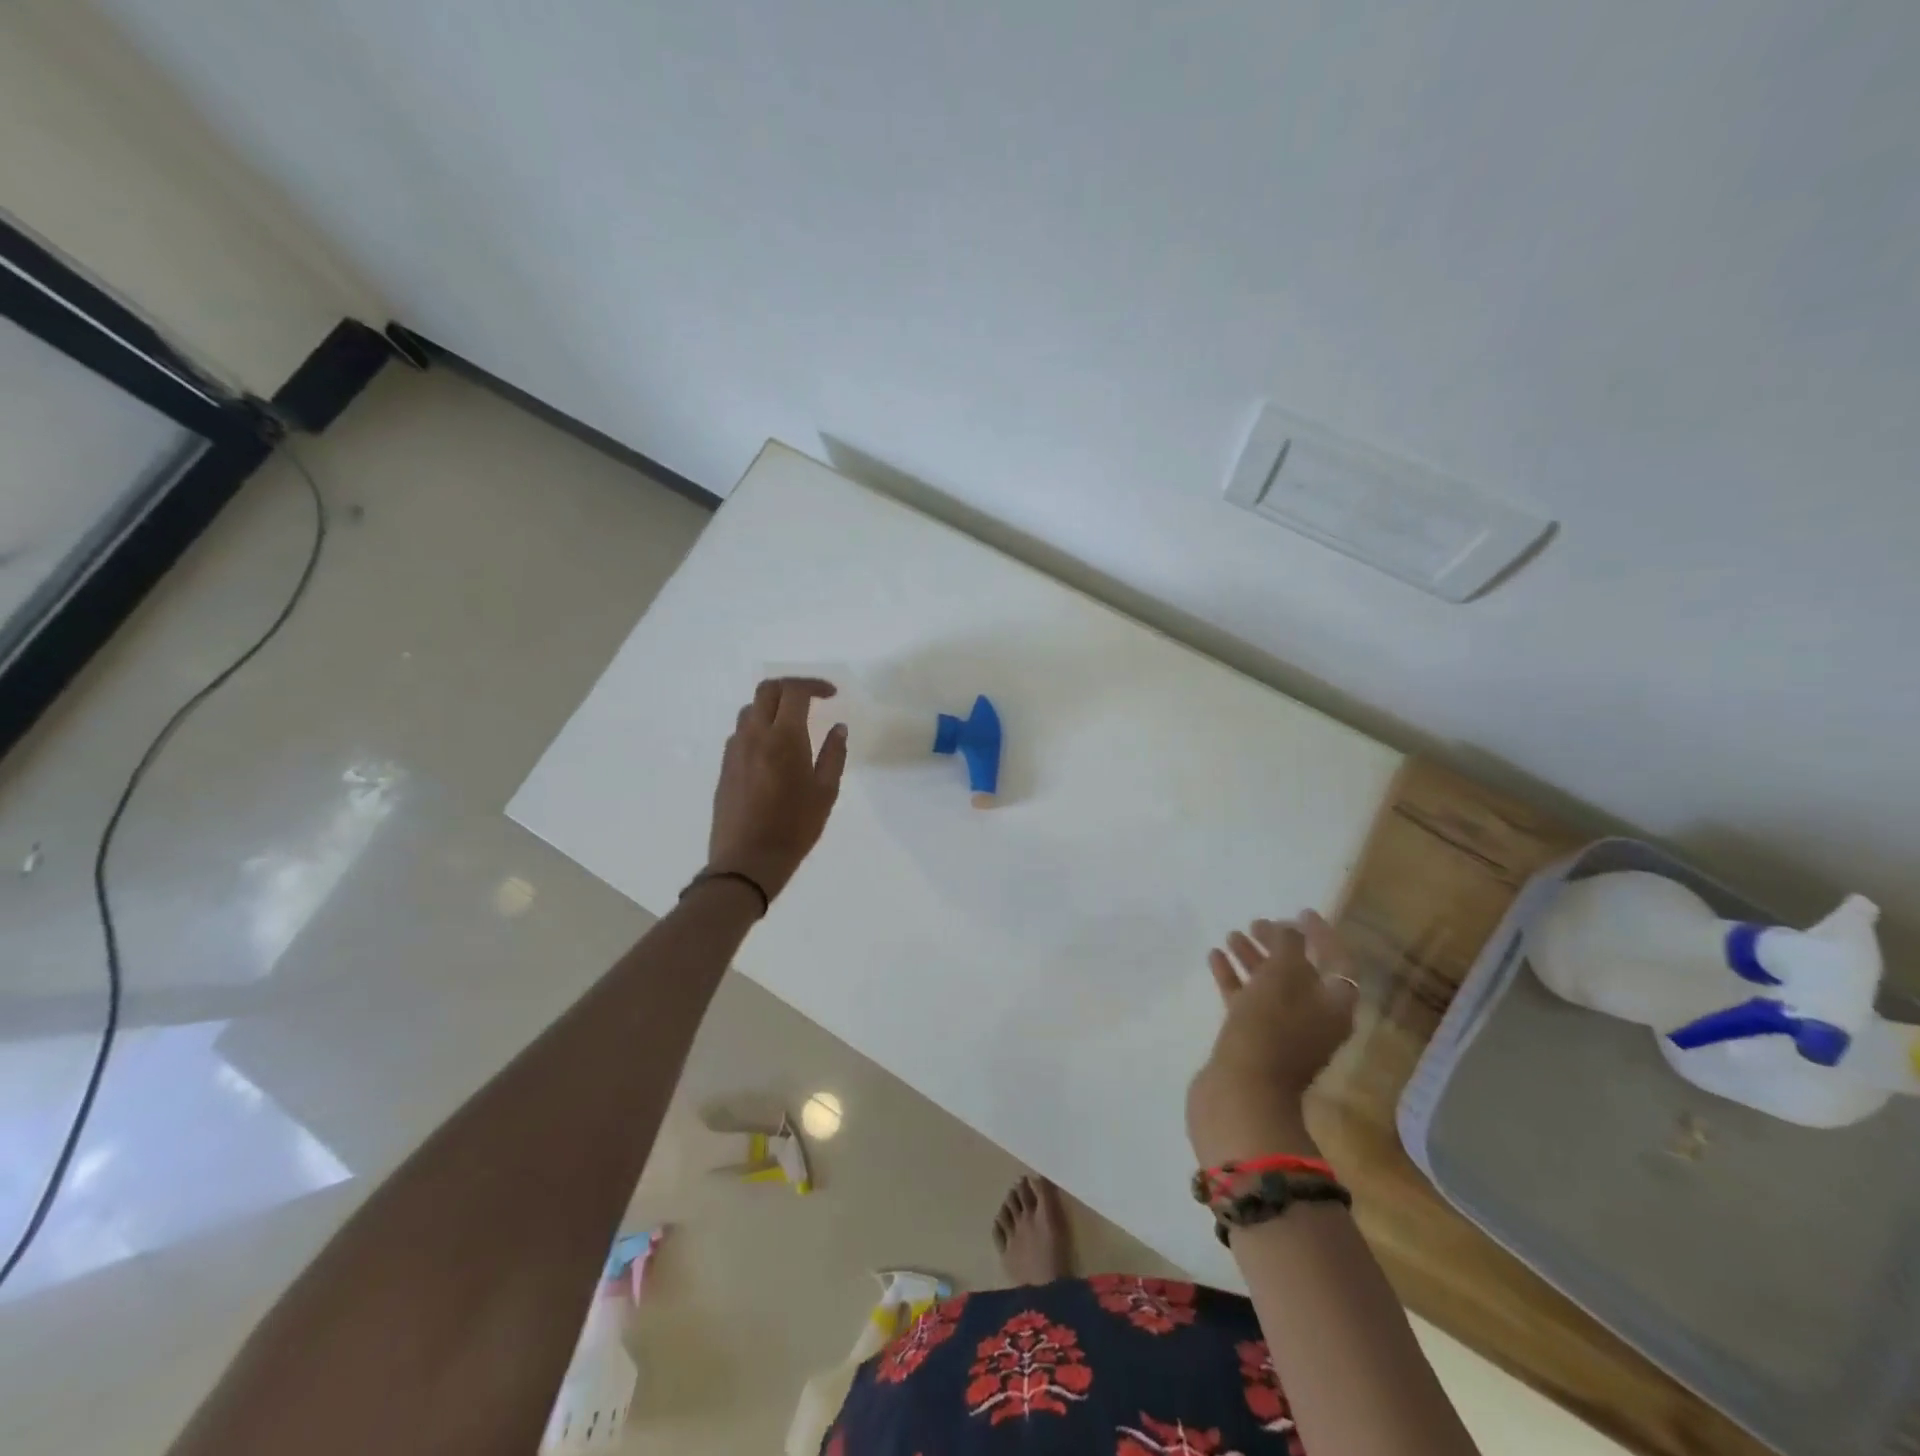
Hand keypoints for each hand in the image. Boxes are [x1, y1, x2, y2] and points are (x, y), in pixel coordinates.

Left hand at [707, 678, 847, 899]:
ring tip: (793, 724)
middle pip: (767, 690)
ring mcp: (735, 750)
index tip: (832, 695)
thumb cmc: (794, 827)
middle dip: (791, 687)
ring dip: (773, 707)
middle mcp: (755, 735)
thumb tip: (838, 728)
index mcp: (784, 738)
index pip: (794, 691)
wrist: (747, 860)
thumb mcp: (826, 792)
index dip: (814, 685)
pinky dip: (759, 727)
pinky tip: (774, 749)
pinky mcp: (725, 766)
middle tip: (812, 699)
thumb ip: (834, 754)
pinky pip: (741, 732)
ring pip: (751, 710)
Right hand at [1187, 911, 1359, 1164]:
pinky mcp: (1252, 1040)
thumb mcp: (1282, 977)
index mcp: (1333, 1006)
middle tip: (1256, 922)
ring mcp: (1281, 1032)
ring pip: (1270, 986)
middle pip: (1301, 972)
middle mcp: (1314, 1019)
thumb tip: (1289, 930)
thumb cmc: (1269, 1029)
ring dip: (1253, 958)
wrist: (1240, 1093)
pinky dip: (1233, 979)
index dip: (1322, 934)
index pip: (1337, 960)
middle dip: (1280, 944)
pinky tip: (1215, 958)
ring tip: (1231, 935)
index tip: (1300, 911)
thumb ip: (1288, 946)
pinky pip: (1246, 1001)